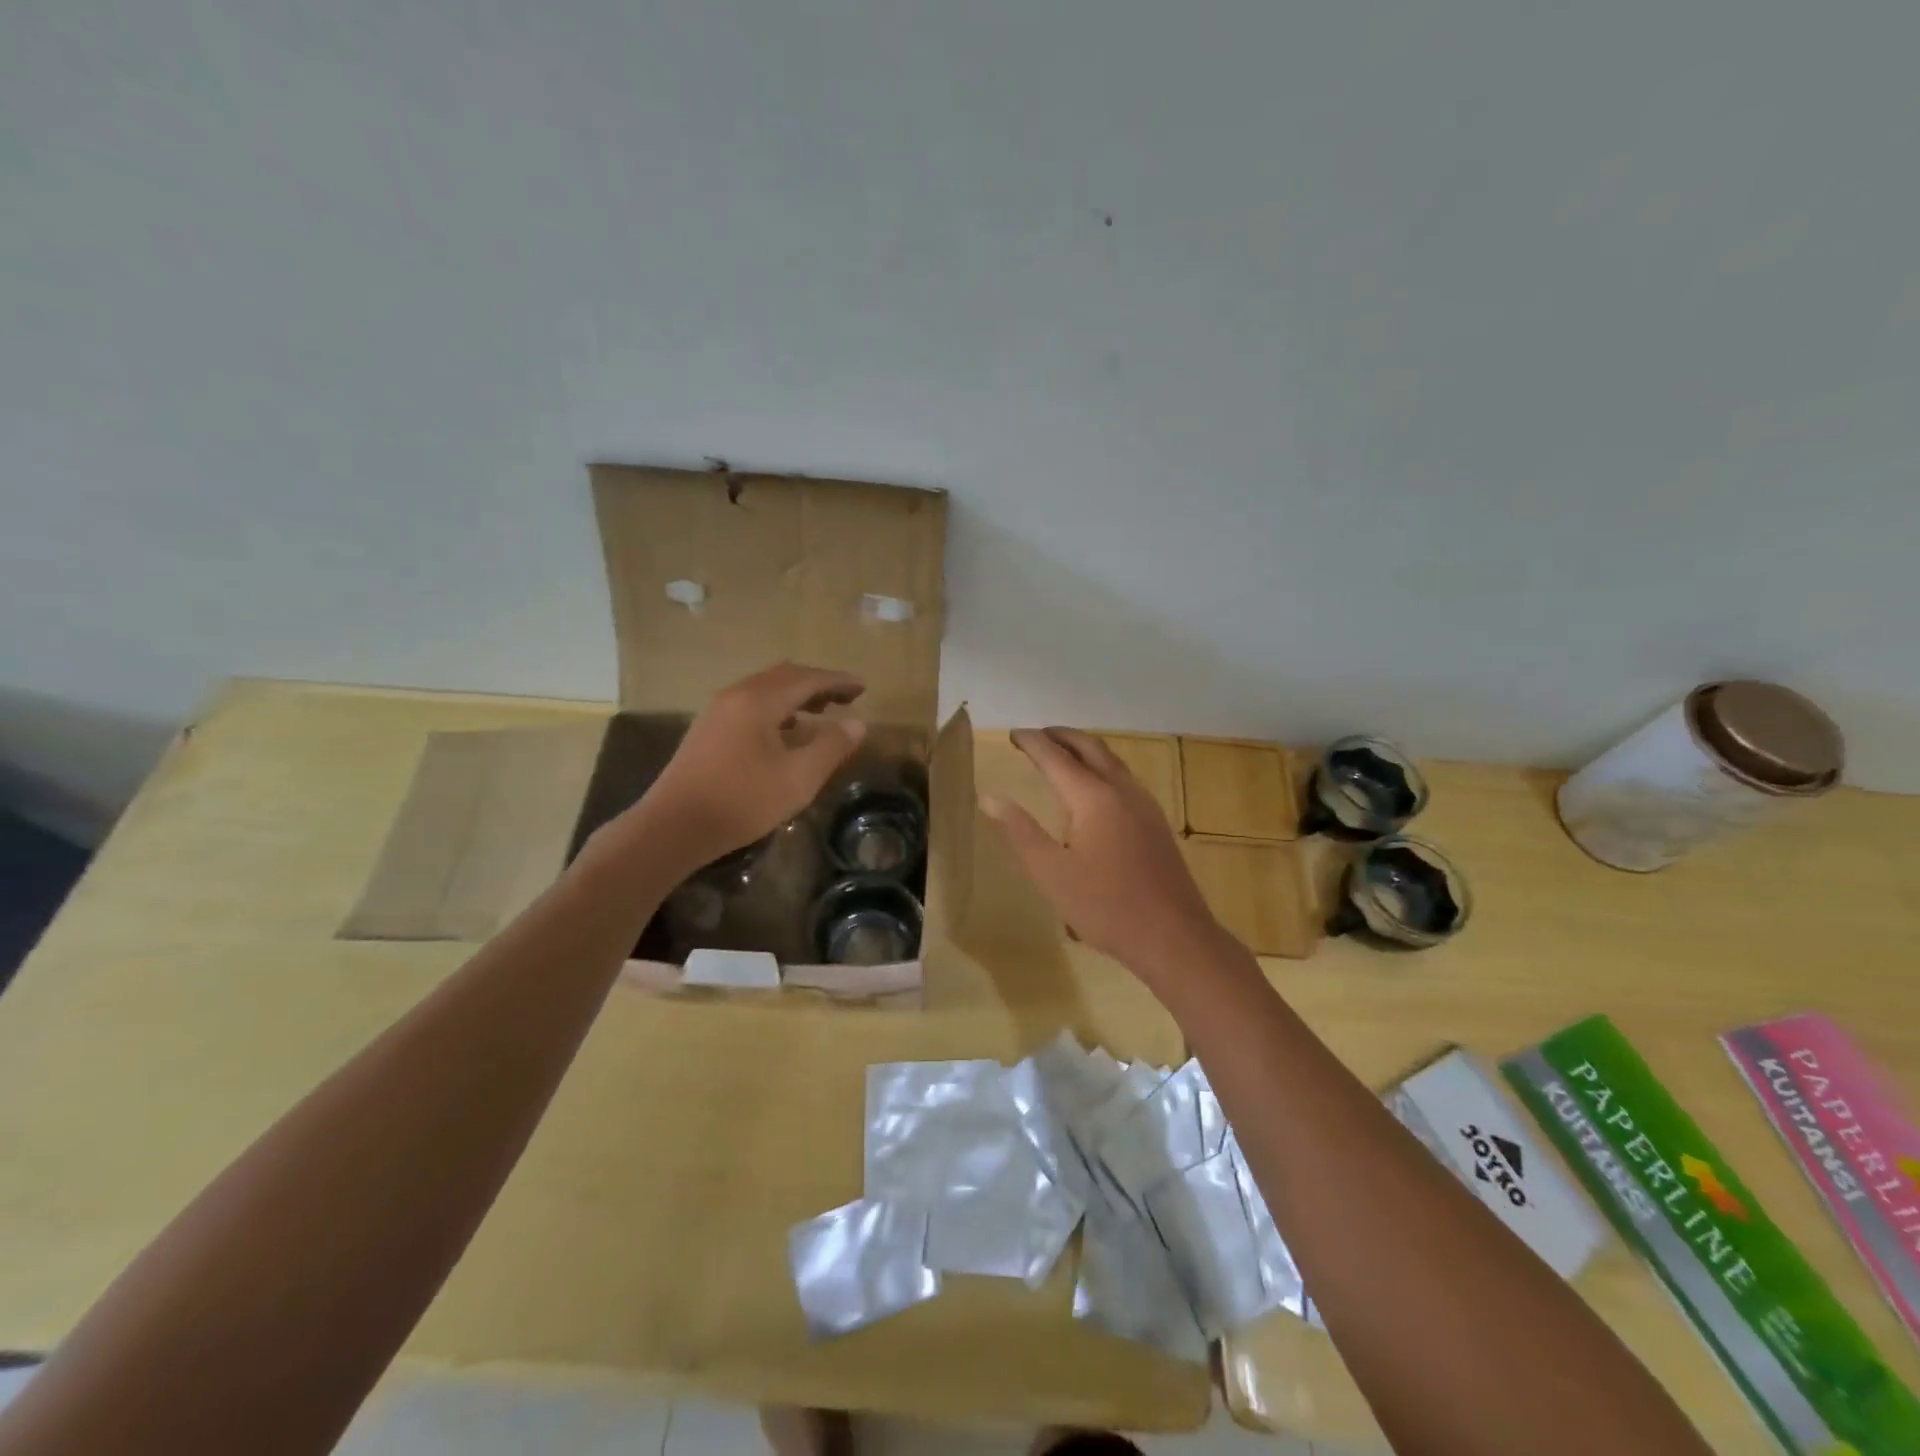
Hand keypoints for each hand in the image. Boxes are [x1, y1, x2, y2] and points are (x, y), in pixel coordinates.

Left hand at [634, 662, 867, 871]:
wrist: (673, 827)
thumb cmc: (742, 801)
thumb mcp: (798, 777)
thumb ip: (831, 746)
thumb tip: (857, 723)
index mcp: (759, 700)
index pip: (807, 678)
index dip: (838, 681)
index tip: (863, 687)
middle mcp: (736, 695)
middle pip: (784, 676)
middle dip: (817, 683)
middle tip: (845, 697)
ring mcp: (717, 711)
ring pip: (764, 689)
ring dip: (796, 695)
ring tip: (821, 711)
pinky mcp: (707, 730)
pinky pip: (750, 704)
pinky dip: (776, 708)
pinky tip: (785, 731)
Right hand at [983, 727, 1225, 972]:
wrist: (1173, 936)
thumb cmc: (1105, 906)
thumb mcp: (1051, 872)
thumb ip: (1020, 831)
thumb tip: (990, 797)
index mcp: (1093, 797)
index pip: (1056, 757)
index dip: (1032, 743)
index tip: (1012, 734)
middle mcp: (1122, 790)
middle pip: (1090, 747)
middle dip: (1061, 736)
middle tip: (1036, 736)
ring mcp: (1144, 804)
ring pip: (1111, 760)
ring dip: (1084, 749)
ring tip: (1061, 753)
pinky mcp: (1156, 822)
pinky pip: (1124, 778)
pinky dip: (1101, 767)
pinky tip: (1094, 789)